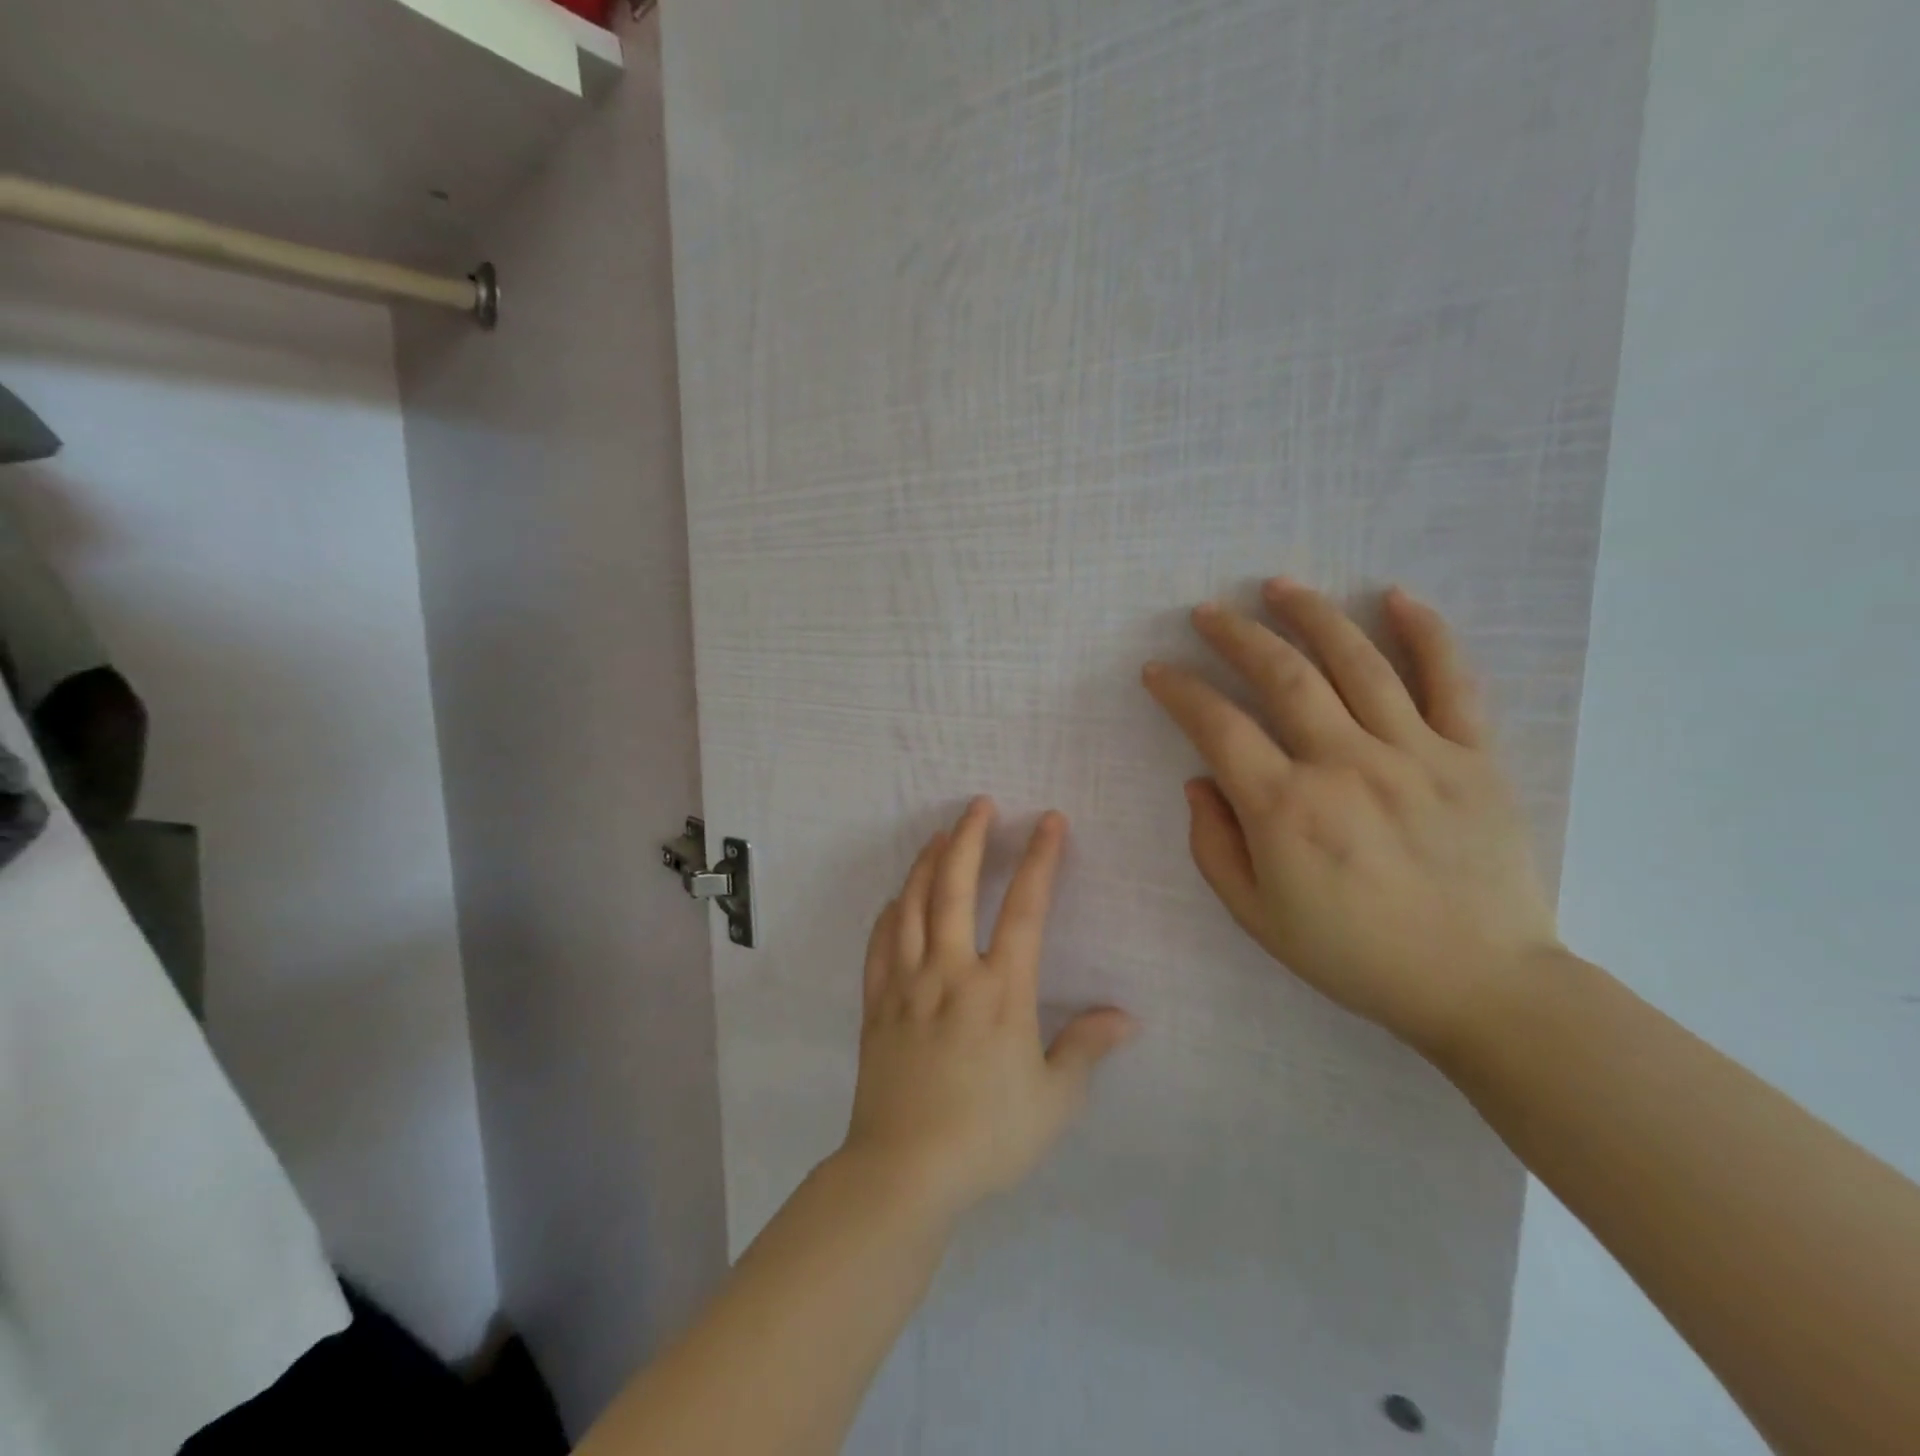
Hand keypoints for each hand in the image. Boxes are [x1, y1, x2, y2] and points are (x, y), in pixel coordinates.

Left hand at [841, 798, 1136, 1222]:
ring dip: (926, 862)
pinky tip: (896, 898)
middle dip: (969, 838)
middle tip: (979, 805)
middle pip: (955, 887)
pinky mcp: (876, 1004)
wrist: (904, 1172)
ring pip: (912, 905)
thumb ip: (1086, 1049)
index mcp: (1000, 990)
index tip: (1049, 821)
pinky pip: (879, 944)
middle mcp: (951, 972)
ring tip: (939, 834)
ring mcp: (907, 984)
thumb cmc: (988, 1136)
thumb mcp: (1053, 1101)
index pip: (1025, 908)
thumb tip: (1126, 1016)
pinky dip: (889, 912)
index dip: (1040, 859)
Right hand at [1142, 578, 1560, 1057]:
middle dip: (1236, 636)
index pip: (1217, 727)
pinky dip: (1426, 633)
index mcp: (1286, 810)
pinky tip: (1396, 597)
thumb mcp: (1257, 917)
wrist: (1480, 986)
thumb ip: (1214, 845)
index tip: (1158, 671)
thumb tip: (1199, 781)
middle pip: (1283, 676)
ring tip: (1278, 586)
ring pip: (1358, 662)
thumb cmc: (1355, 956)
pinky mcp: (1473, 758)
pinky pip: (1452, 681)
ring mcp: (1416, 755)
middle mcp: (1346, 766)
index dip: (1180, 691)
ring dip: (1312, 615)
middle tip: (1207, 612)